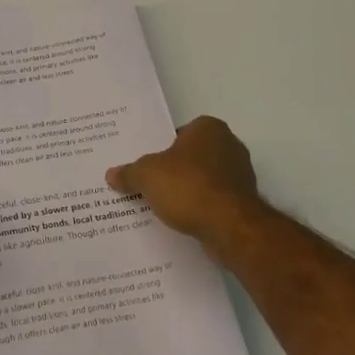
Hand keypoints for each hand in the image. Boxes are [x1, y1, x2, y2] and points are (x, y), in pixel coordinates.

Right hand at [106, 116, 264, 244]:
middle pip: (191, 156)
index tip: (146, 164)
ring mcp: (240, 175)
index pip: (178, 133)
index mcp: (209, 128)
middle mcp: (229, 145)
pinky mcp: (243, 202)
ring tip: (162, 205)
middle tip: (149, 183)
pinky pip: (213, 200)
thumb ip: (129, 173)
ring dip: (187, 190)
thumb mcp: (146, 176)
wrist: (230, 227)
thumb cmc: (188, 186)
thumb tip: (111, 174)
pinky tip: (182, 220)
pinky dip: (200, 208)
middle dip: (174, 169)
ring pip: (203, 179)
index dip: (160, 148)